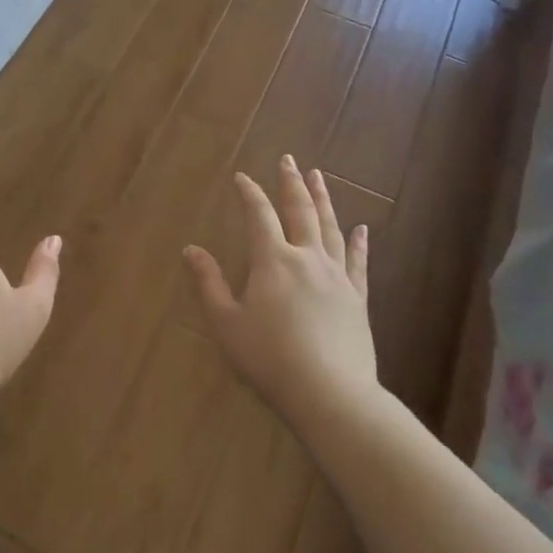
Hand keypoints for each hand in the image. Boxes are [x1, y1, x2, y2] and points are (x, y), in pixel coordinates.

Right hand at [184, 156, 376, 428]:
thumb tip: (191, 250)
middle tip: (289, 159)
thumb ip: (209, 284)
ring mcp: (337, 277)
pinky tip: (361, 228)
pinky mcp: (357, 299)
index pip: (259, 216)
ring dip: (323, 200)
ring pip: (330, 228)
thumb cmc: (269, 359)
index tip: (242, 177)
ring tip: (319, 177)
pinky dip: (358, 243)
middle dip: (292, 183)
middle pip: (300, 211)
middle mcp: (307, 259)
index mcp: (273, 261)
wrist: (330, 393)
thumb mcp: (227, 324)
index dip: (250, 194)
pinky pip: (358, 262)